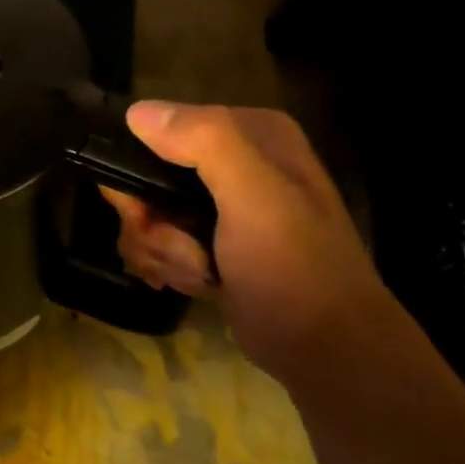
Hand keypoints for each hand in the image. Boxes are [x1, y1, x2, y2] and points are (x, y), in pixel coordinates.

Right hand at [99, 101, 401, 379]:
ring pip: (146, 210)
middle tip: (178, 249)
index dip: (141, 170)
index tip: (145, 210)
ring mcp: (221, 202)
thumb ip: (205, 143)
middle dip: (149, 219)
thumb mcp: (256, 197)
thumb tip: (137, 112)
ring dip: (157, 248)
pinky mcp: (211, 239)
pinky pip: (158, 237)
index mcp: (251, 134)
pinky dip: (164, 263)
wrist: (327, 351)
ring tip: (194, 273)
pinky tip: (192, 283)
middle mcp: (234, 160)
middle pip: (145, 174)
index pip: (160, 128)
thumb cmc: (295, 269)